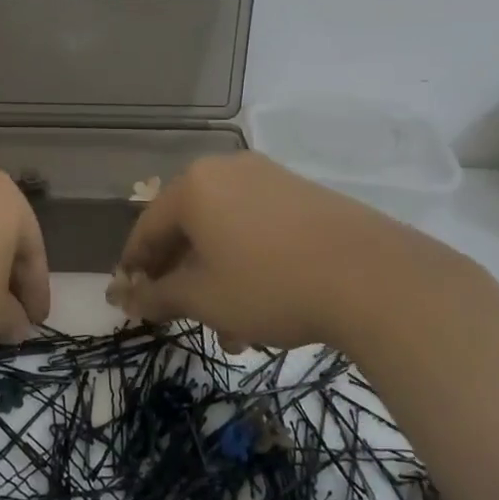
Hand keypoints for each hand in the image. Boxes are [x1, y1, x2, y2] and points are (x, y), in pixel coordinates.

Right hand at [111, 152, 482, 350]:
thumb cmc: (270, 285)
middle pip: (186, 226)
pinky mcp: (301, 193)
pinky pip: (256, 225)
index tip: (130, 298)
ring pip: (223, 230)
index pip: (147, 227)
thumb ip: (158, 296)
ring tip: (231, 329)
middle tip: (181, 316)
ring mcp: (267, 177)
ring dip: (216, 277)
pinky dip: (246, 261)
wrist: (373, 277)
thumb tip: (125, 298)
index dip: (134, 266)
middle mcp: (225, 170)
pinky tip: (262, 304)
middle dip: (181, 276)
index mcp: (193, 187)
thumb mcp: (204, 298)